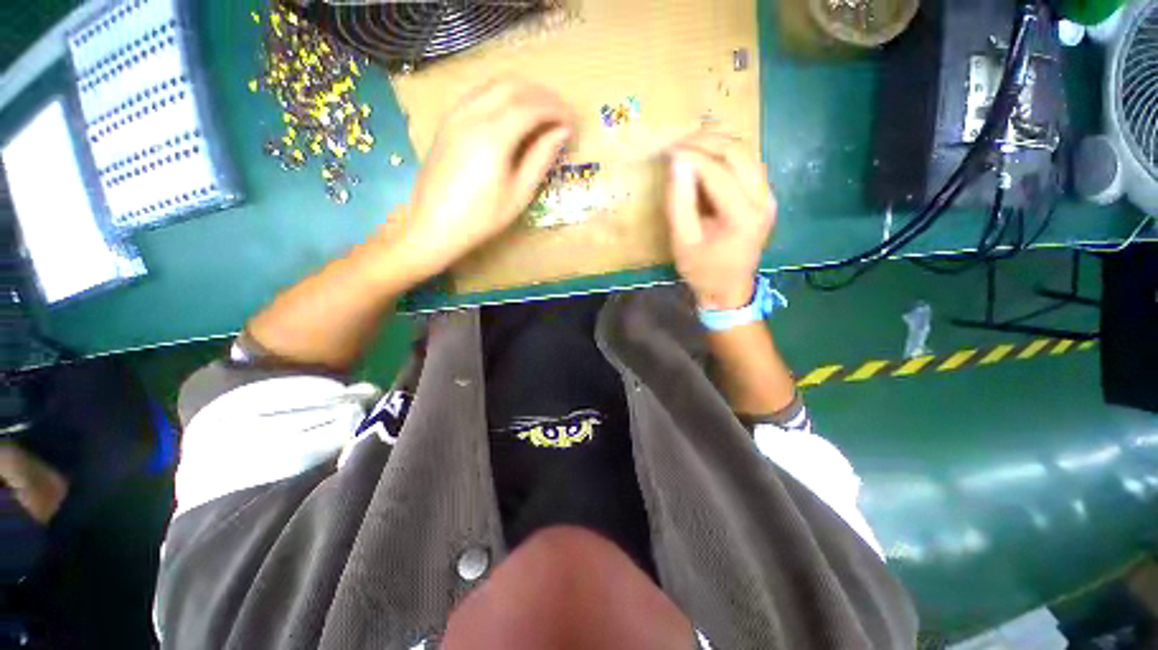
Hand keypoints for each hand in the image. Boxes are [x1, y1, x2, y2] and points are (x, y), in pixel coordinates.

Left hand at [402, 77, 574, 274]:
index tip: (573, 125)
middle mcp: (473, 114)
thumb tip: (562, 133)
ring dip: (523, 92)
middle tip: (561, 116)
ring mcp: (456, 114)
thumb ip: (541, 158)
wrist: (433, 225)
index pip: (533, 106)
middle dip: (543, 96)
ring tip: (541, 114)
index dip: (558, 111)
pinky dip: (502, 96)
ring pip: (495, 85)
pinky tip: (512, 116)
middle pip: (515, 86)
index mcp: (494, 135)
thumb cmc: (482, 217)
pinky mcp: (448, 121)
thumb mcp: (519, 193)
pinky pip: (479, 94)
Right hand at [665, 132, 776, 310]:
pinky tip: (707, 156)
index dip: (692, 157)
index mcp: (743, 217)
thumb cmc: (702, 271)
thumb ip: (679, 203)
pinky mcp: (765, 197)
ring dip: (718, 143)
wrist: (728, 289)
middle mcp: (763, 201)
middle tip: (678, 143)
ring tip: (690, 145)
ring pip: (747, 153)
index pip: (718, 172)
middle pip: (738, 153)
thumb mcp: (683, 242)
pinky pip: (748, 164)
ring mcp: (768, 197)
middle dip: (706, 141)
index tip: (668, 151)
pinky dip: (727, 154)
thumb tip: (677, 164)